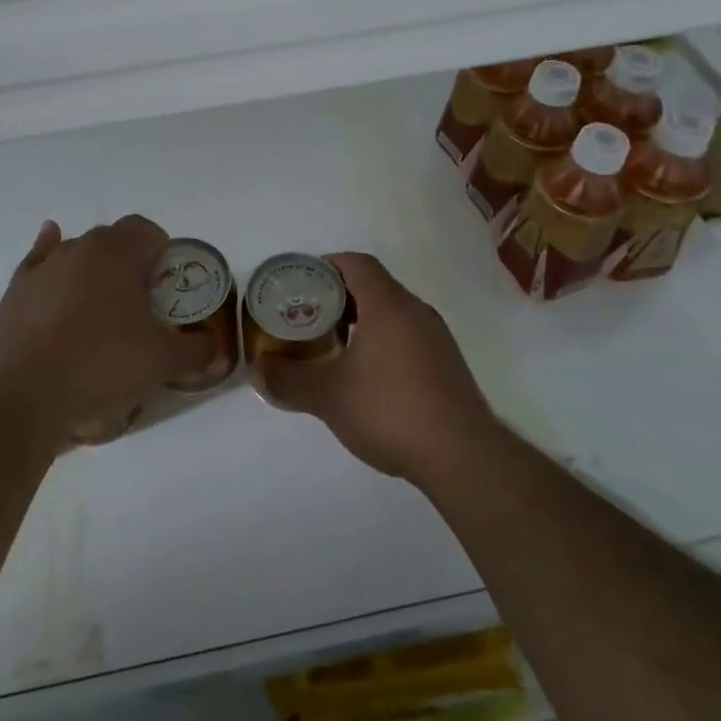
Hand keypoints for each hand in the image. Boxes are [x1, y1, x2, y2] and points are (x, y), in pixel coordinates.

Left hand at [0, 216, 207, 446]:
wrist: (24, 394)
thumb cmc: (102, 364)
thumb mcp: (163, 361)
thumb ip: (197, 350)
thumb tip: (215, 350)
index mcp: (117, 251)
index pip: (147, 231)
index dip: (163, 252)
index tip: (168, 285)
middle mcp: (79, 246)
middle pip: (113, 241)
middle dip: (130, 262)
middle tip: (141, 303)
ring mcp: (44, 266)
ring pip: (77, 253)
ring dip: (94, 269)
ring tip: (102, 306)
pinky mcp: (17, 289)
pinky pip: (39, 261)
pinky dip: (50, 258)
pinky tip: (53, 262)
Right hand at [255, 252, 496, 482]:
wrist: (463, 457)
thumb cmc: (391, 410)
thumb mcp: (329, 396)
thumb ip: (288, 380)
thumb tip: (257, 370)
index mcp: (389, 305)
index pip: (356, 263)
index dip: (325, 266)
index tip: (300, 284)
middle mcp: (416, 311)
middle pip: (373, 286)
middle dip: (337, 297)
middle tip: (307, 317)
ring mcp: (436, 338)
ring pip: (391, 313)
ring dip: (360, 322)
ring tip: (331, 348)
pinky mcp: (447, 365)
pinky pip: (407, 336)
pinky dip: (381, 342)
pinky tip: (366, 377)